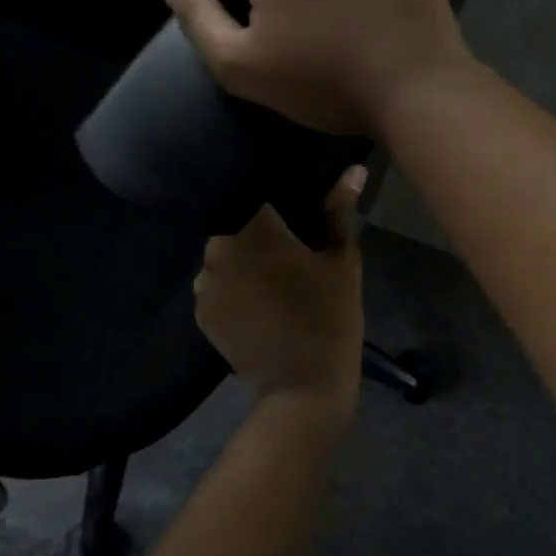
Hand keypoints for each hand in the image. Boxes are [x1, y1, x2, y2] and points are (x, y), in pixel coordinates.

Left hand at [194, 165, 365, 407]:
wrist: (303, 386)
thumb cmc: (330, 316)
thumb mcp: (343, 260)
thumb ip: (340, 210)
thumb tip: (354, 169)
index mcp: (254, 228)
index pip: (254, 191)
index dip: (274, 193)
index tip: (294, 202)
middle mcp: (218, 249)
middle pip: (237, 222)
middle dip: (260, 226)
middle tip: (292, 239)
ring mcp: (204, 284)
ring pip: (225, 254)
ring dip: (245, 257)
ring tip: (276, 271)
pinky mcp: (201, 313)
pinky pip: (218, 284)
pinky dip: (236, 284)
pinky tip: (262, 299)